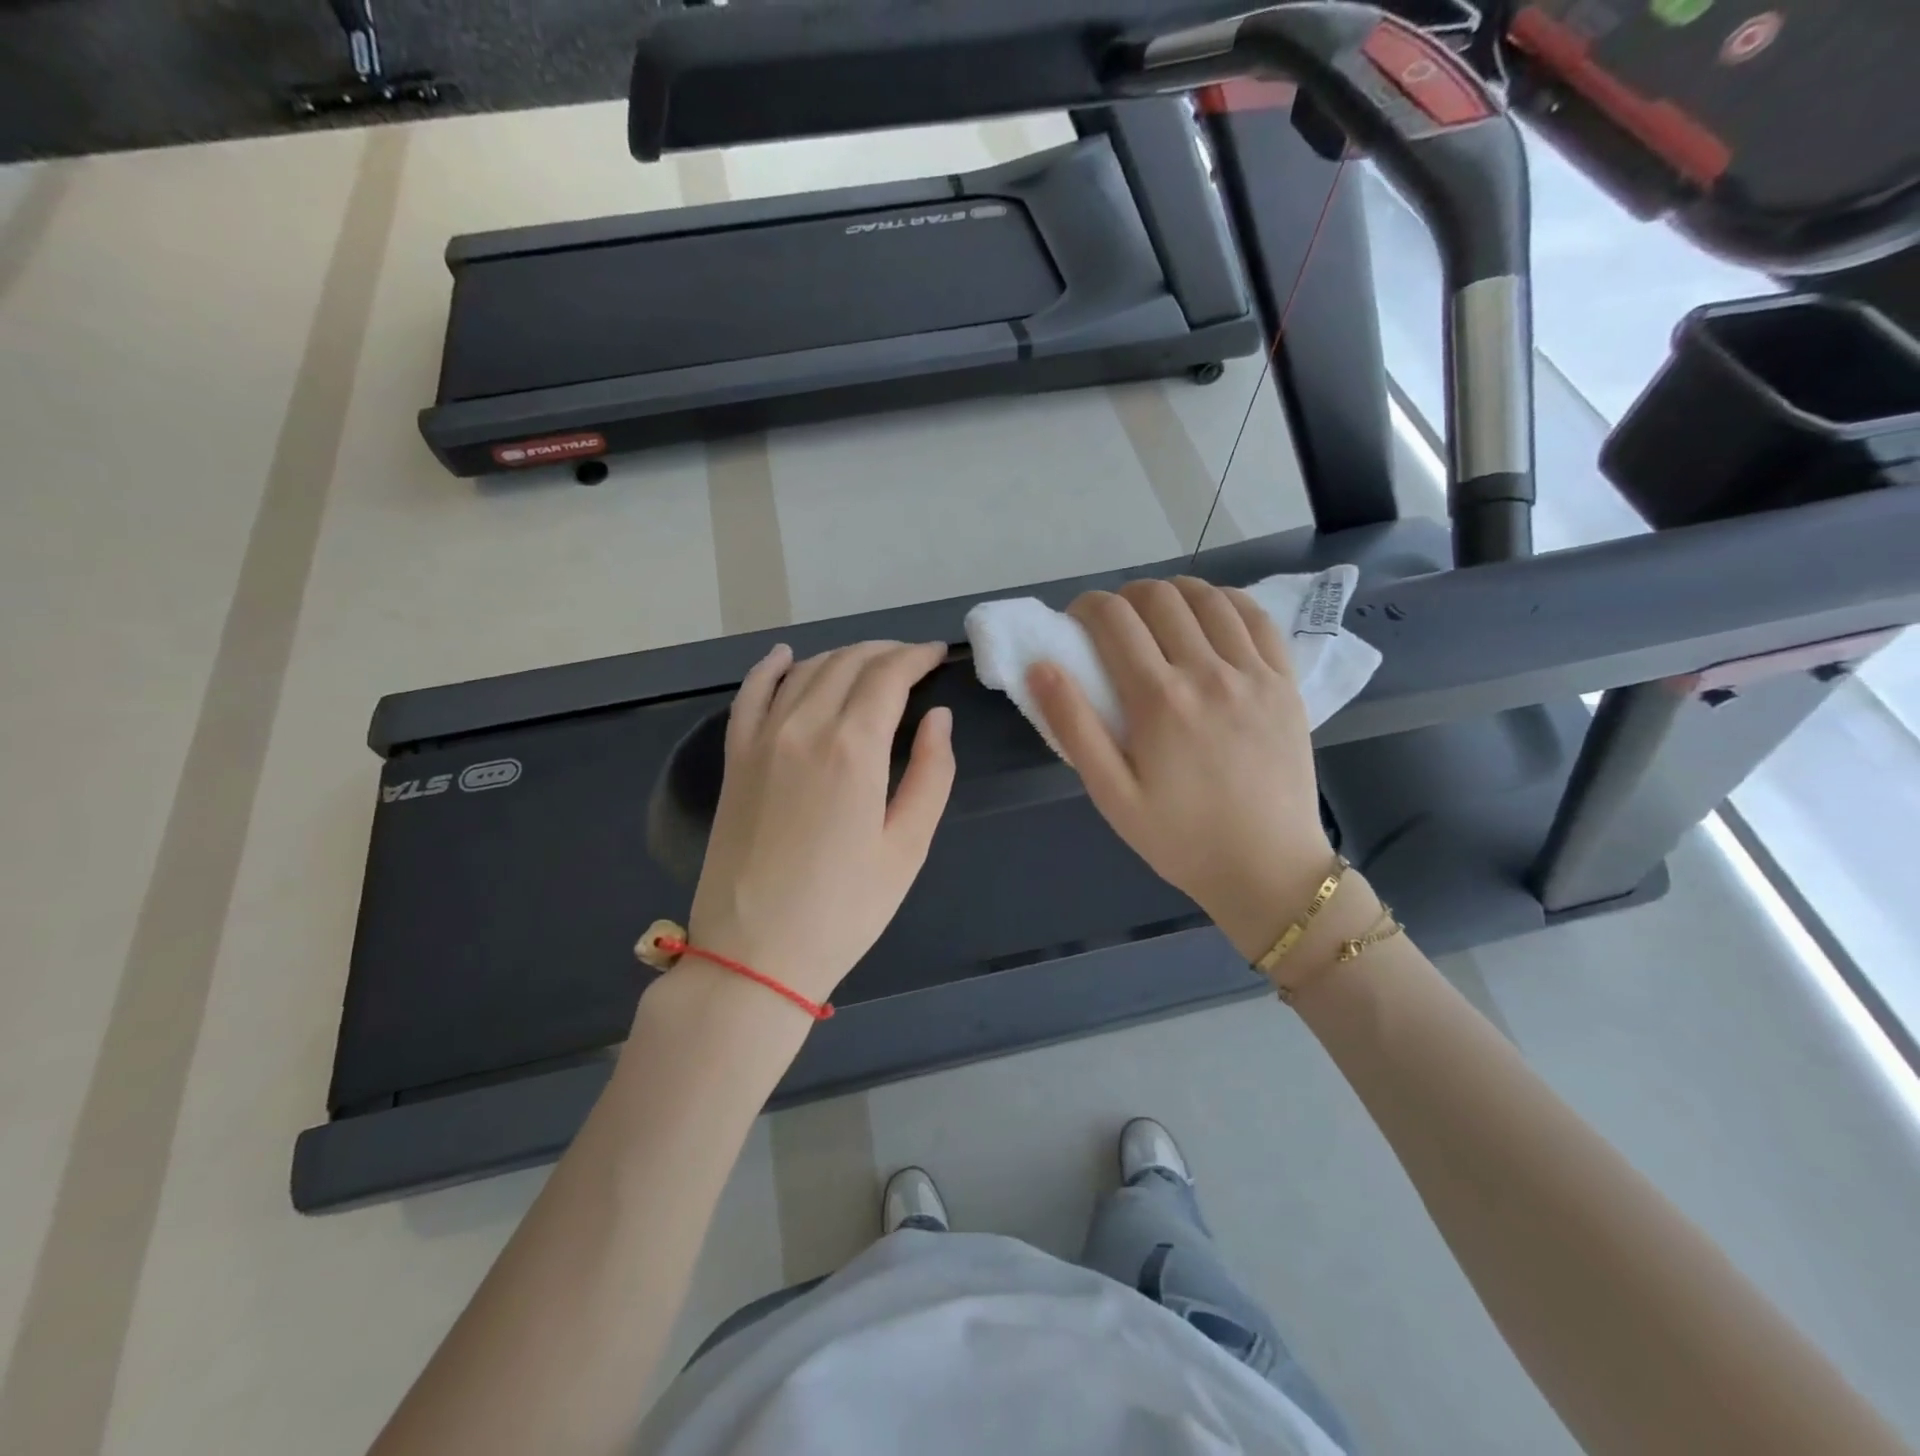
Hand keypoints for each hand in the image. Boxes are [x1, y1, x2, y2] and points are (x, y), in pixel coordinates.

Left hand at [687, 640, 954, 1004]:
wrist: (754, 953)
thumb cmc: (845, 908)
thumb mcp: (907, 847)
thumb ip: (930, 773)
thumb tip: (938, 717)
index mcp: (853, 748)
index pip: (888, 676)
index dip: (917, 657)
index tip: (937, 655)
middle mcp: (804, 727)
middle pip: (847, 663)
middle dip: (885, 653)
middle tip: (912, 660)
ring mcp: (761, 739)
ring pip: (805, 671)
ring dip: (841, 657)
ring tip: (869, 663)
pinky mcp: (735, 759)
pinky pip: (750, 694)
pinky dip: (770, 668)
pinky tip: (785, 656)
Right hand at [1027, 578, 1334, 961]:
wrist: (1266, 869)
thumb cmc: (1180, 838)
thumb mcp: (1111, 795)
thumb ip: (1073, 727)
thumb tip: (1041, 666)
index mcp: (1158, 700)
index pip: (1114, 618)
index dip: (1087, 607)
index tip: (1077, 622)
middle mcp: (1207, 672)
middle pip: (1158, 597)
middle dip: (1125, 597)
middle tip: (1114, 627)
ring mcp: (1253, 673)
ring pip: (1207, 598)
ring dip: (1172, 593)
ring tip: (1158, 617)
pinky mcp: (1285, 682)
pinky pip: (1256, 617)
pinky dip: (1226, 602)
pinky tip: (1210, 615)